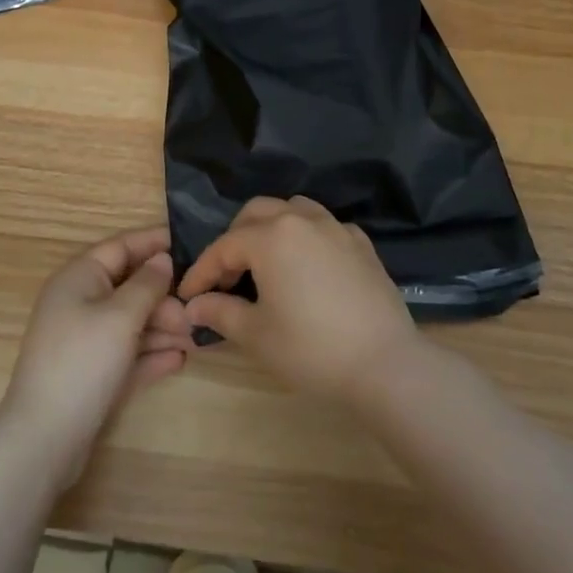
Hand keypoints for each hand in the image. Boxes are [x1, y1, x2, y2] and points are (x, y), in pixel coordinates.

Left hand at [0, 225, 193, 489]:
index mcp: (79, 278)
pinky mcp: (91, 374)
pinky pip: (127, 354)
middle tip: (196, 310)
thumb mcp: (121, 316)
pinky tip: (179, 360)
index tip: (192, 242)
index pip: (121, 246)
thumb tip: (163, 259)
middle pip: (129, 287)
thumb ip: (147, 284)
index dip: (155, 242)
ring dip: (163, 328)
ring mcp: (84, 340)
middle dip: (164, 297)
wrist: (45, 440)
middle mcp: (79, 303)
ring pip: (131, 322)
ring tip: (196, 338)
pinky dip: (150, 355)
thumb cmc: (83, 361)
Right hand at [177, 197, 418, 401]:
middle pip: (256, 213)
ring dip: (271, 228)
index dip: (202, 272)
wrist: (384, 363)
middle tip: (227, 278)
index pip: (224, 247)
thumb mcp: (257, 335)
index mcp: (271, 237)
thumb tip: (193, 305)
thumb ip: (220, 312)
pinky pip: (324, 226)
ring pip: (292, 209)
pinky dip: (306, 237)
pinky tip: (307, 265)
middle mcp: (302, 219)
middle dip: (234, 241)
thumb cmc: (311, 348)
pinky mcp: (361, 243)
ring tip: (265, 263)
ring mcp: (335, 227)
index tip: (188, 296)